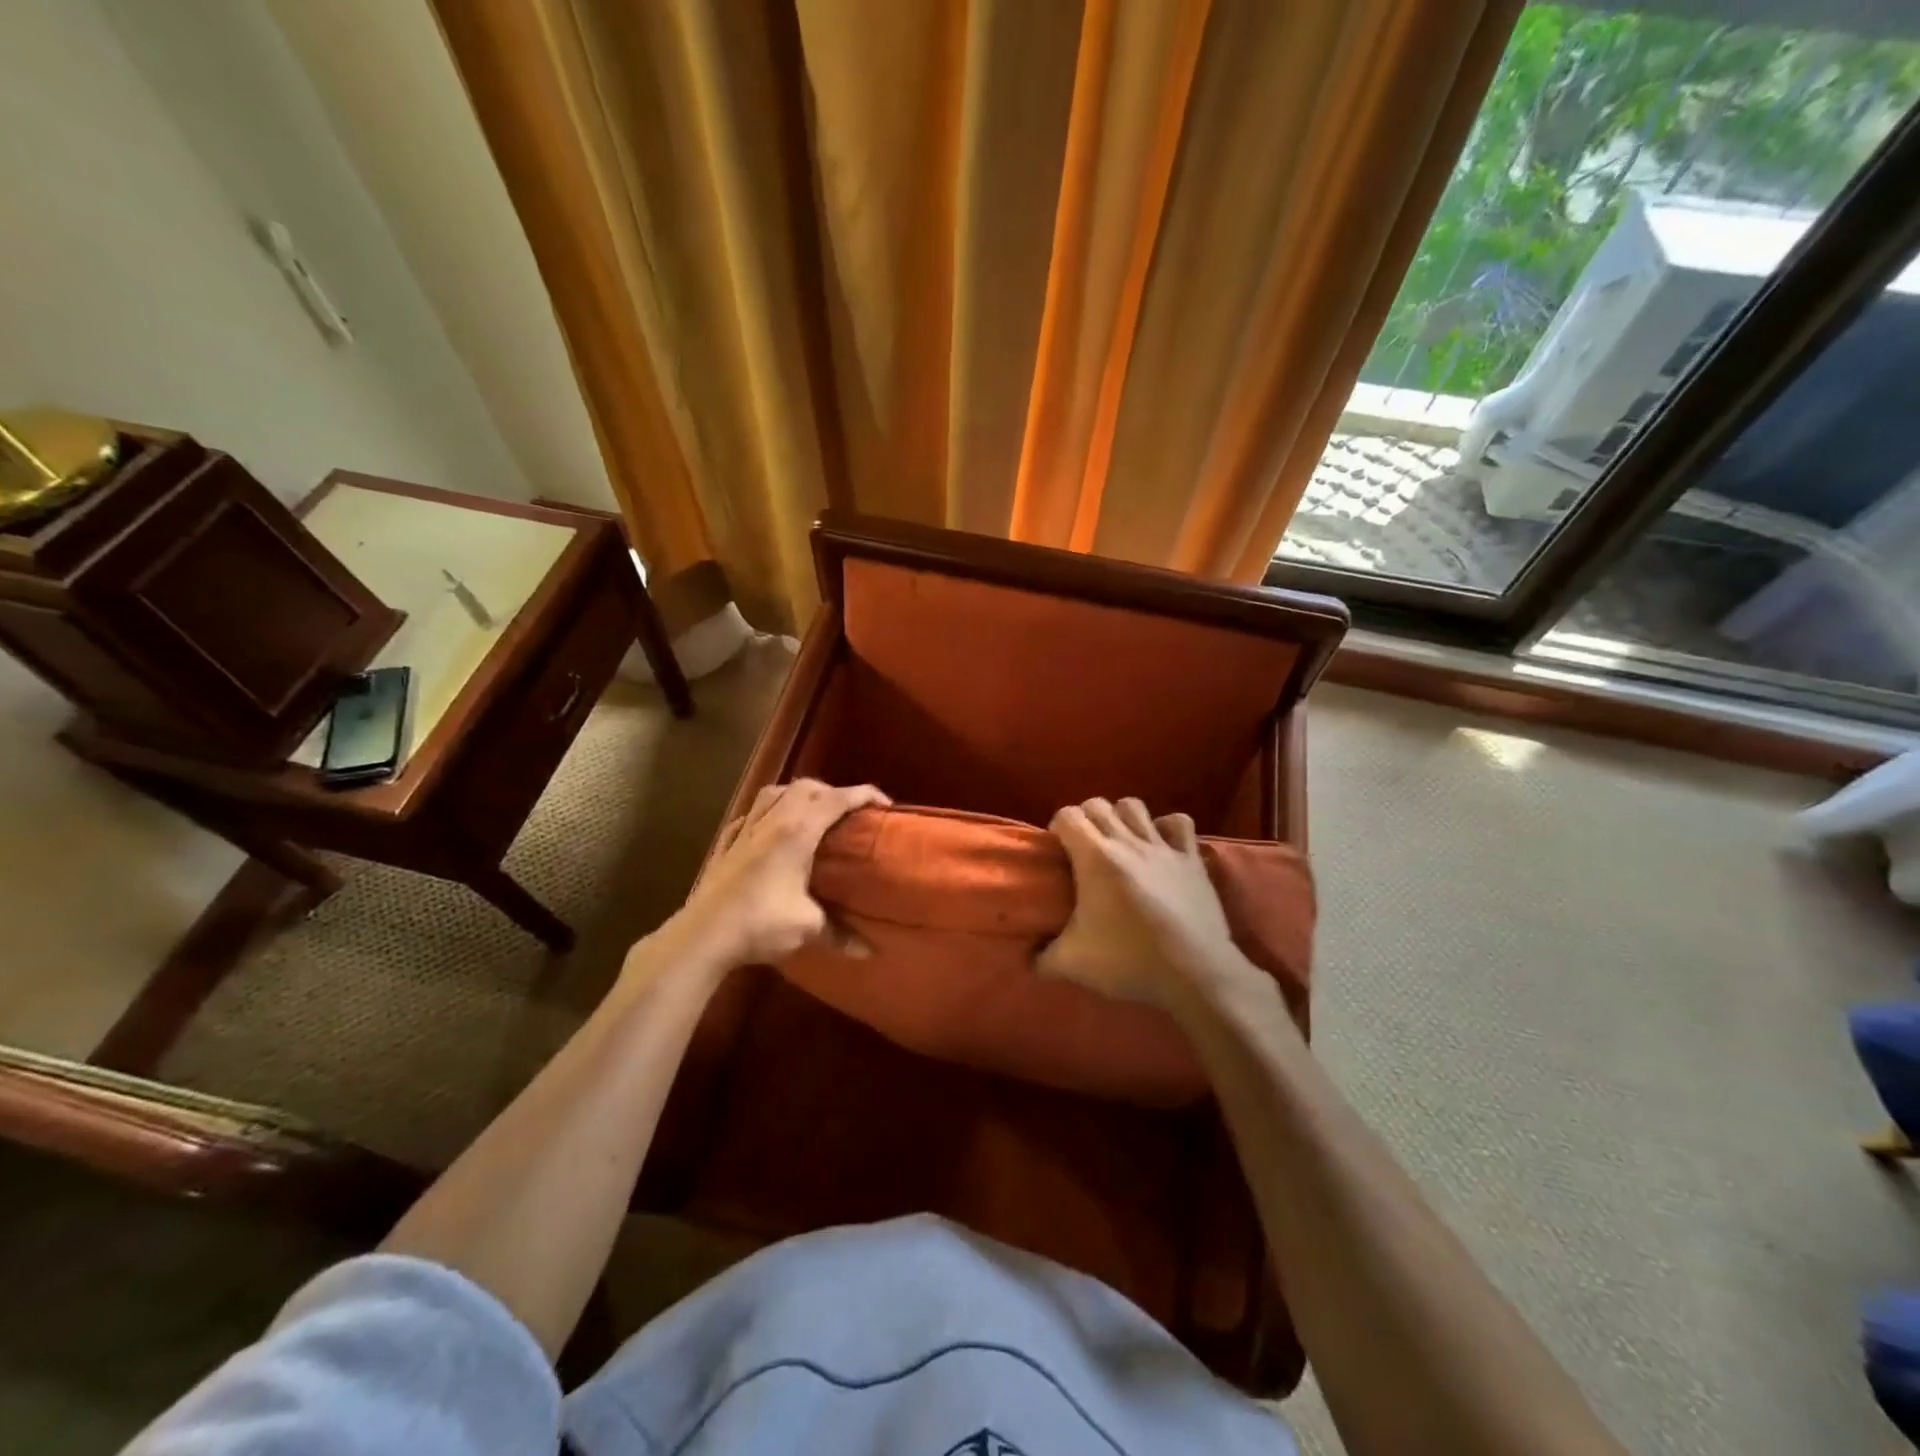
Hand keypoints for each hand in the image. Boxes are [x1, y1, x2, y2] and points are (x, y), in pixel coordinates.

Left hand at [667, 779, 889, 970]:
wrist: (702, 936)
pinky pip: (747, 816)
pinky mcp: (724, 845)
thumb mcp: (807, 927)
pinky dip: (764, 814)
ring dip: (796, 794)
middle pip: (805, 787)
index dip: (863, 795)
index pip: (836, 799)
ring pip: (772, 793)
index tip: (883, 804)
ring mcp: (744, 831)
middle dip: (831, 791)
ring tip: (810, 812)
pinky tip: (767, 829)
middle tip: (848, 812)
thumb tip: (869, 952)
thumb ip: (840, 933)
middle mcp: (771, 821)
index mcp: (797, 831)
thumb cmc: (760, 924)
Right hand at [1038, 797, 1254, 1009]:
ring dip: (1122, 817)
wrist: (1194, 973)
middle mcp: (1127, 841)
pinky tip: (1161, 846)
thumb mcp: (1073, 964)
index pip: (1067, 816)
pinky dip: (1167, 828)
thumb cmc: (1128, 960)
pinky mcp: (1191, 858)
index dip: (1058, 828)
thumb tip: (1027, 960)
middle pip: (1098, 805)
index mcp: (1095, 857)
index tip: (1057, 852)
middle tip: (1084, 850)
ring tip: (1119, 843)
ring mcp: (1162, 846)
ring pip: (1135, 806)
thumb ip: (1042, 958)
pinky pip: (1179, 823)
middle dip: (1086, 819)